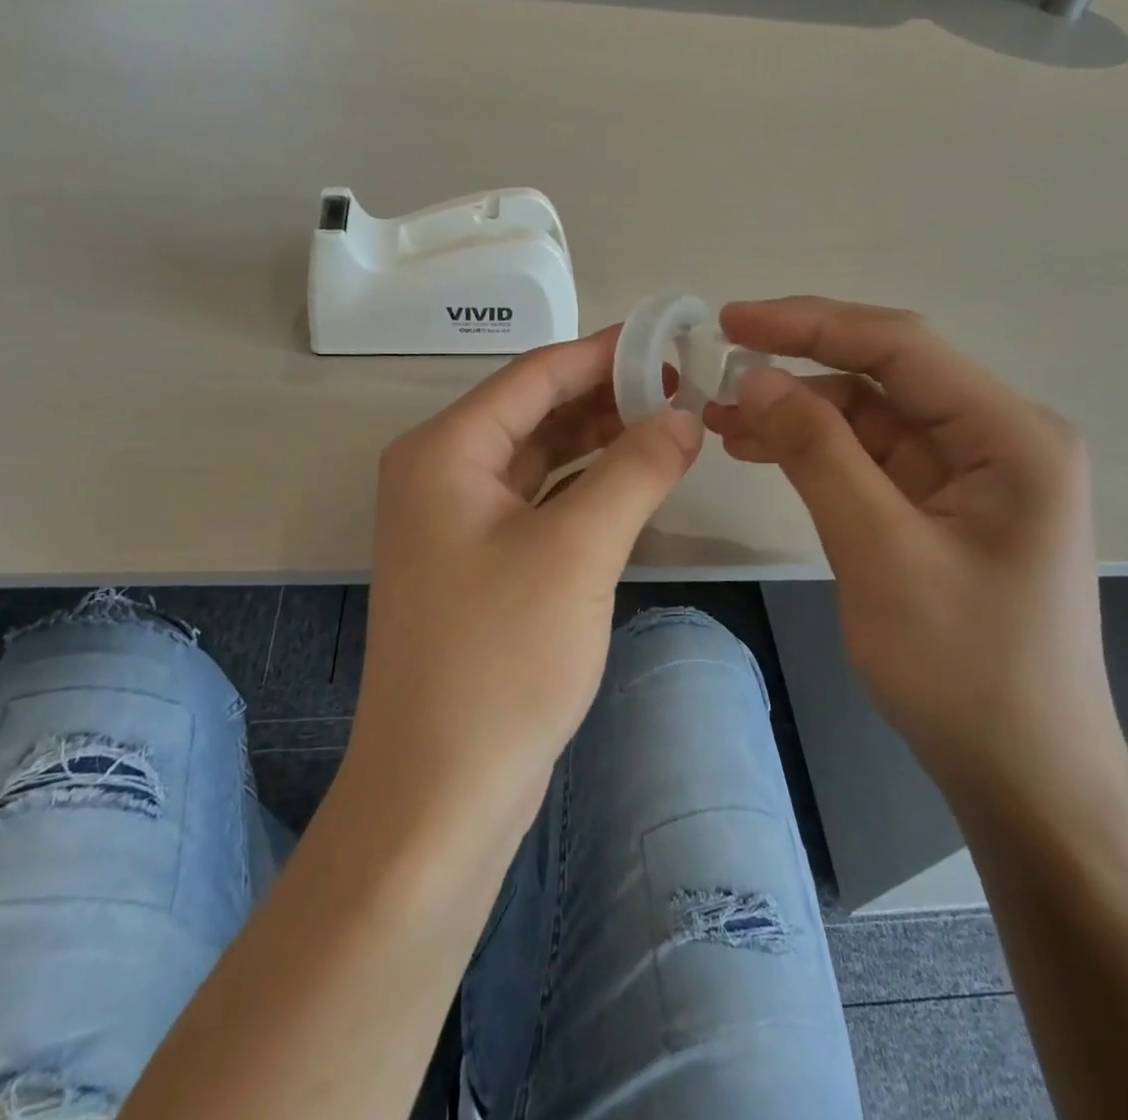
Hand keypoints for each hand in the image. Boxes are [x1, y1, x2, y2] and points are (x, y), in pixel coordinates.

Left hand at [354, 329, 701, 822]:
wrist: (442, 790)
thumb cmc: (501, 659)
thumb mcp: (577, 551)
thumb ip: (634, 470)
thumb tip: (682, 416)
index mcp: (445, 451)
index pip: (534, 374)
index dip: (605, 352)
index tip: (671, 338)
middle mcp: (442, 473)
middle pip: (536, 411)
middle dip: (608, 396)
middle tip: (686, 385)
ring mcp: (458, 521)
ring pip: (541, 458)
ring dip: (601, 441)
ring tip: (673, 424)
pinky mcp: (480, 563)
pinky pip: (540, 502)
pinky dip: (587, 487)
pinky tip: (636, 481)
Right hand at [703, 298, 1117, 790]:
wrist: (1022, 775)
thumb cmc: (962, 667)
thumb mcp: (878, 550)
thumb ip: (817, 452)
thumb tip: (754, 378)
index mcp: (1010, 435)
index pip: (901, 346)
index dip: (810, 324)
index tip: (731, 321)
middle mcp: (998, 437)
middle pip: (885, 375)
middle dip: (798, 369)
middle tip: (716, 374)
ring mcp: (972, 473)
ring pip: (872, 415)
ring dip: (799, 412)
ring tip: (723, 419)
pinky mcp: (944, 505)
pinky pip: (872, 457)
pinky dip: (817, 450)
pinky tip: (762, 450)